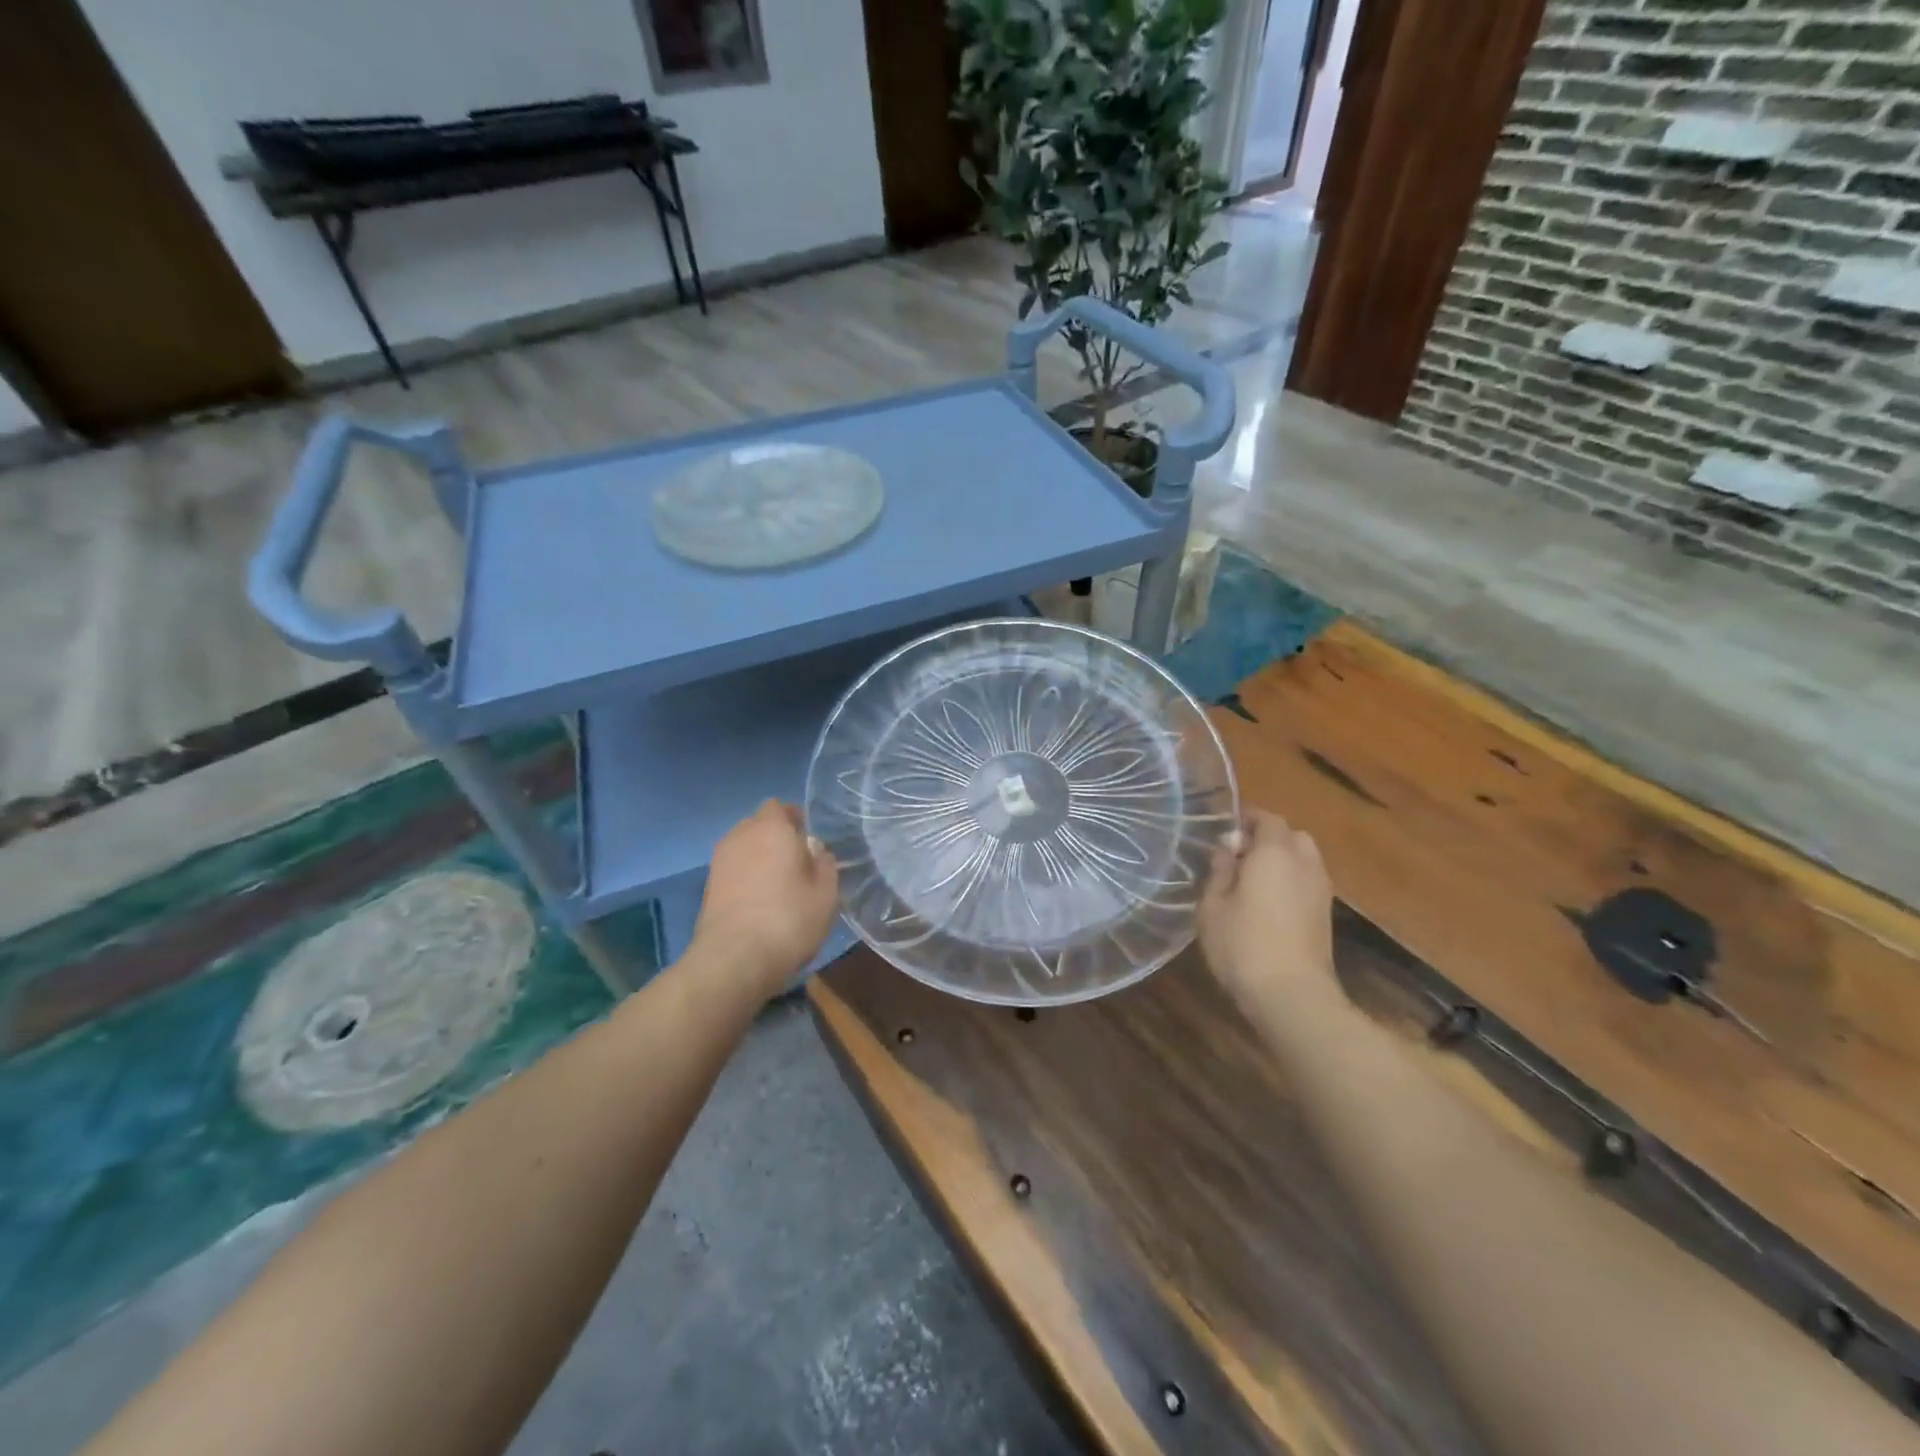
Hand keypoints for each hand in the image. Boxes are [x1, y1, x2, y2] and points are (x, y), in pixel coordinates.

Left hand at [691, 801, 839, 997]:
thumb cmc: (789, 918)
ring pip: (744, 849)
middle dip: (777, 838)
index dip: (794, 819)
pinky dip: (746, 878)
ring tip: (779, 885)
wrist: (734, 960)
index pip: (779, 807)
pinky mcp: (707, 888)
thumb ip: (824, 864)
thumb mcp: (826, 893)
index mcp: (771, 827)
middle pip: (759, 826)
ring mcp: (719, 862)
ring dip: (760, 859)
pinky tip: (761, 902)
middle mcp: (740, 836)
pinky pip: (733, 871)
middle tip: (798, 863)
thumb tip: (814, 850)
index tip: (809, 840)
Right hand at [1197, 809, 1335, 1013]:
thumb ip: (1220, 870)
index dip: (1247, 819)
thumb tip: (1229, 847)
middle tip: (1239, 856)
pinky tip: (1268, 904)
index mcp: (1274, 853)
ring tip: (1253, 881)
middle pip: (1291, 836)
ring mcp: (1321, 890)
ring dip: (1282, 861)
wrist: (1292, 995)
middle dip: (1268, 838)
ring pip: (1304, 859)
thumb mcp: (1212, 905)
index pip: (1267, 819)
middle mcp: (1304, 863)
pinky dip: (1291, 881)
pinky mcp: (1326, 915)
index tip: (1226, 831)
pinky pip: (1308, 882)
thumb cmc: (1242, 944)